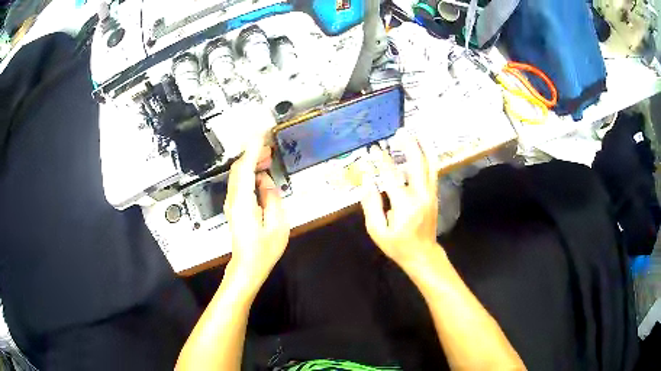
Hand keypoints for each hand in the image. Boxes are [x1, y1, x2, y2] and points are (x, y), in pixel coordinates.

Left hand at [224, 139, 289, 285]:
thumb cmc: (263, 251)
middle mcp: (234, 200)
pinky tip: (262, 174)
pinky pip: (241, 184)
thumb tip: (266, 181)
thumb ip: (272, 199)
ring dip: (251, 163)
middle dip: (252, 153)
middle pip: (238, 169)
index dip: (253, 149)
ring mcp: (232, 204)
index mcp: (243, 203)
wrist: (247, 267)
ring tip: (268, 157)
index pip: (246, 168)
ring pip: (238, 175)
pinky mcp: (235, 208)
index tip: (261, 134)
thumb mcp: (277, 226)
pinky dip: (250, 174)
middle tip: (269, 145)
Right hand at [360, 136, 438, 268]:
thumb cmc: (397, 245)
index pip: (391, 176)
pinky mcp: (434, 194)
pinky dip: (429, 156)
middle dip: (409, 144)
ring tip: (415, 132)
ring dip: (423, 146)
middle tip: (400, 131)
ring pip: (430, 164)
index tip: (372, 149)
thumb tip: (366, 180)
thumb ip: (371, 205)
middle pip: (417, 163)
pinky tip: (424, 147)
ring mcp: (430, 194)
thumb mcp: (377, 231)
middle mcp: (421, 195)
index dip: (380, 161)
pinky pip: (433, 171)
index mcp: (404, 205)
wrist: (423, 254)